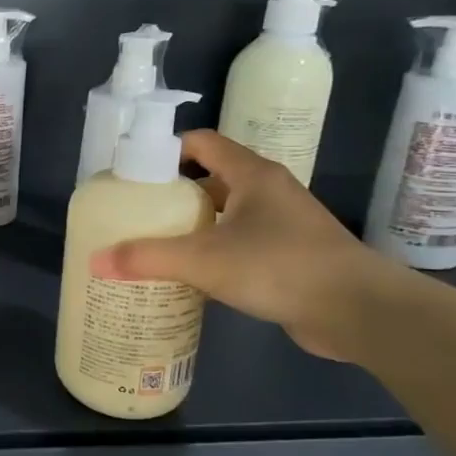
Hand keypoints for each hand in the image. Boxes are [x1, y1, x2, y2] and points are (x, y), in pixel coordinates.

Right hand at [90, 129, 403, 360]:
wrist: (360, 312)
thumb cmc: (280, 266)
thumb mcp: (204, 260)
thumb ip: (147, 258)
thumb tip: (94, 261)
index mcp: (252, 175)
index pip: (202, 143)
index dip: (165, 151)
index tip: (132, 173)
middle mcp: (269, 192)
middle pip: (210, 179)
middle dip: (172, 193)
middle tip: (135, 212)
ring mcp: (283, 224)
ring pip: (225, 214)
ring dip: (193, 225)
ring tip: (154, 242)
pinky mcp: (290, 256)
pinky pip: (240, 243)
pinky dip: (214, 252)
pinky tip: (190, 274)